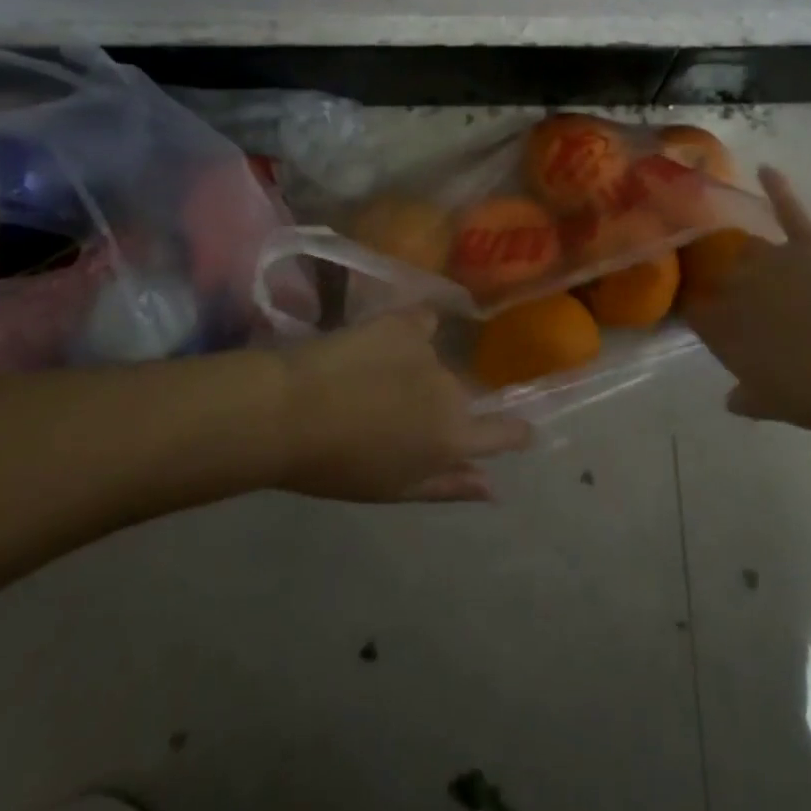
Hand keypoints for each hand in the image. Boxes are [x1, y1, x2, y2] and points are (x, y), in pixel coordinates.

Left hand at [275, 309, 532, 502]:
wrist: (290, 411)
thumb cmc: (337, 465)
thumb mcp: (395, 489)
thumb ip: (449, 486)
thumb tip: (493, 489)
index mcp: (452, 438)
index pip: (505, 433)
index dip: (515, 432)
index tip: (520, 430)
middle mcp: (452, 391)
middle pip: (459, 397)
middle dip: (437, 406)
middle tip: (395, 415)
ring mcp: (430, 352)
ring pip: (436, 363)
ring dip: (416, 373)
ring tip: (373, 382)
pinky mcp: (405, 321)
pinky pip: (423, 323)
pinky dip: (413, 331)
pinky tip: (387, 341)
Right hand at [687, 168, 810, 435]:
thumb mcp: (778, 405)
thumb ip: (750, 398)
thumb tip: (731, 399)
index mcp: (727, 328)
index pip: (698, 314)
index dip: (696, 312)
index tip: (696, 313)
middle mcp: (739, 287)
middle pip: (720, 278)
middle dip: (719, 280)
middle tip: (728, 289)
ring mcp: (774, 259)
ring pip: (747, 247)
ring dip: (742, 248)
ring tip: (738, 248)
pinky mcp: (807, 240)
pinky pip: (788, 209)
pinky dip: (777, 188)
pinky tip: (765, 169)